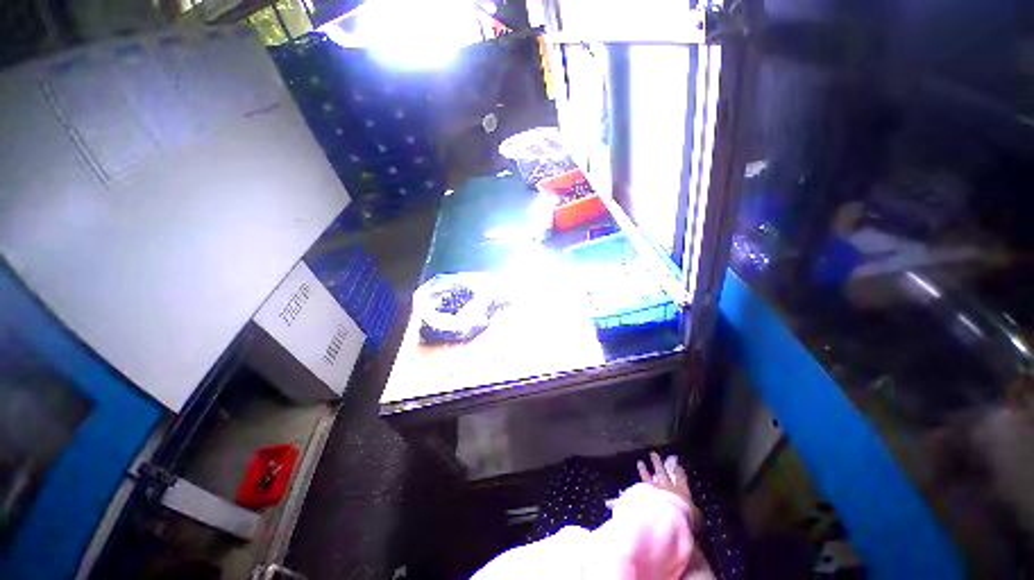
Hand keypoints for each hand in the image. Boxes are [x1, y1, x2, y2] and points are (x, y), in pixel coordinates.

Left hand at [637, 451, 702, 529]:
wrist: (670, 515)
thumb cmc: (686, 517)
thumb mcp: (696, 518)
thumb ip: (696, 515)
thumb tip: (699, 517)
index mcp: (682, 490)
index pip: (681, 479)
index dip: (679, 472)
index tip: (677, 465)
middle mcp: (667, 486)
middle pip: (662, 472)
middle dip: (658, 463)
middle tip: (654, 454)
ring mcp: (656, 487)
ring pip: (650, 475)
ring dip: (645, 468)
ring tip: (640, 462)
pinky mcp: (646, 491)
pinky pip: (643, 480)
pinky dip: (641, 474)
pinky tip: (637, 470)